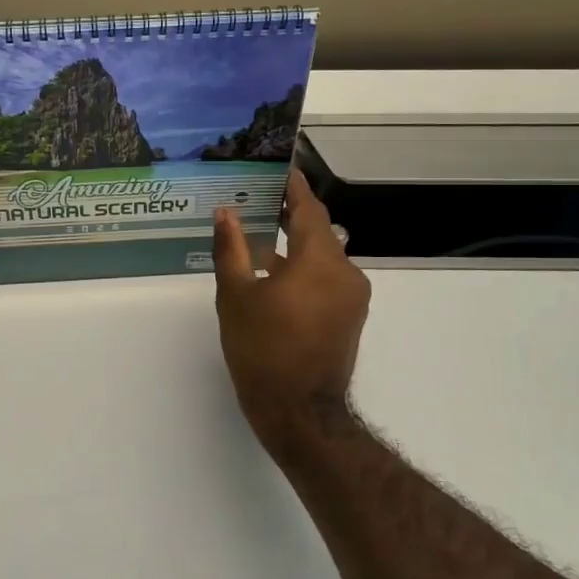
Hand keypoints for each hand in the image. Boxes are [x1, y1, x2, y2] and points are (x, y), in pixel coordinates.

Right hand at [213, 170, 370, 450]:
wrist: (299, 412)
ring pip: (321, 256)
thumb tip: (226, 212)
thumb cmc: (263, 350)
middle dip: (289, 214)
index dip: (293, 186)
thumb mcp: (236, 296)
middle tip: (257, 198)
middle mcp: (345, 272)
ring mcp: (352, 296)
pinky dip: (302, 268)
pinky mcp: (349, 316)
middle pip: (317, 231)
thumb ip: (231, 249)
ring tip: (258, 237)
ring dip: (293, 244)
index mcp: (320, 261)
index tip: (279, 165)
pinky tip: (273, 274)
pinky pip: (326, 278)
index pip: (308, 209)